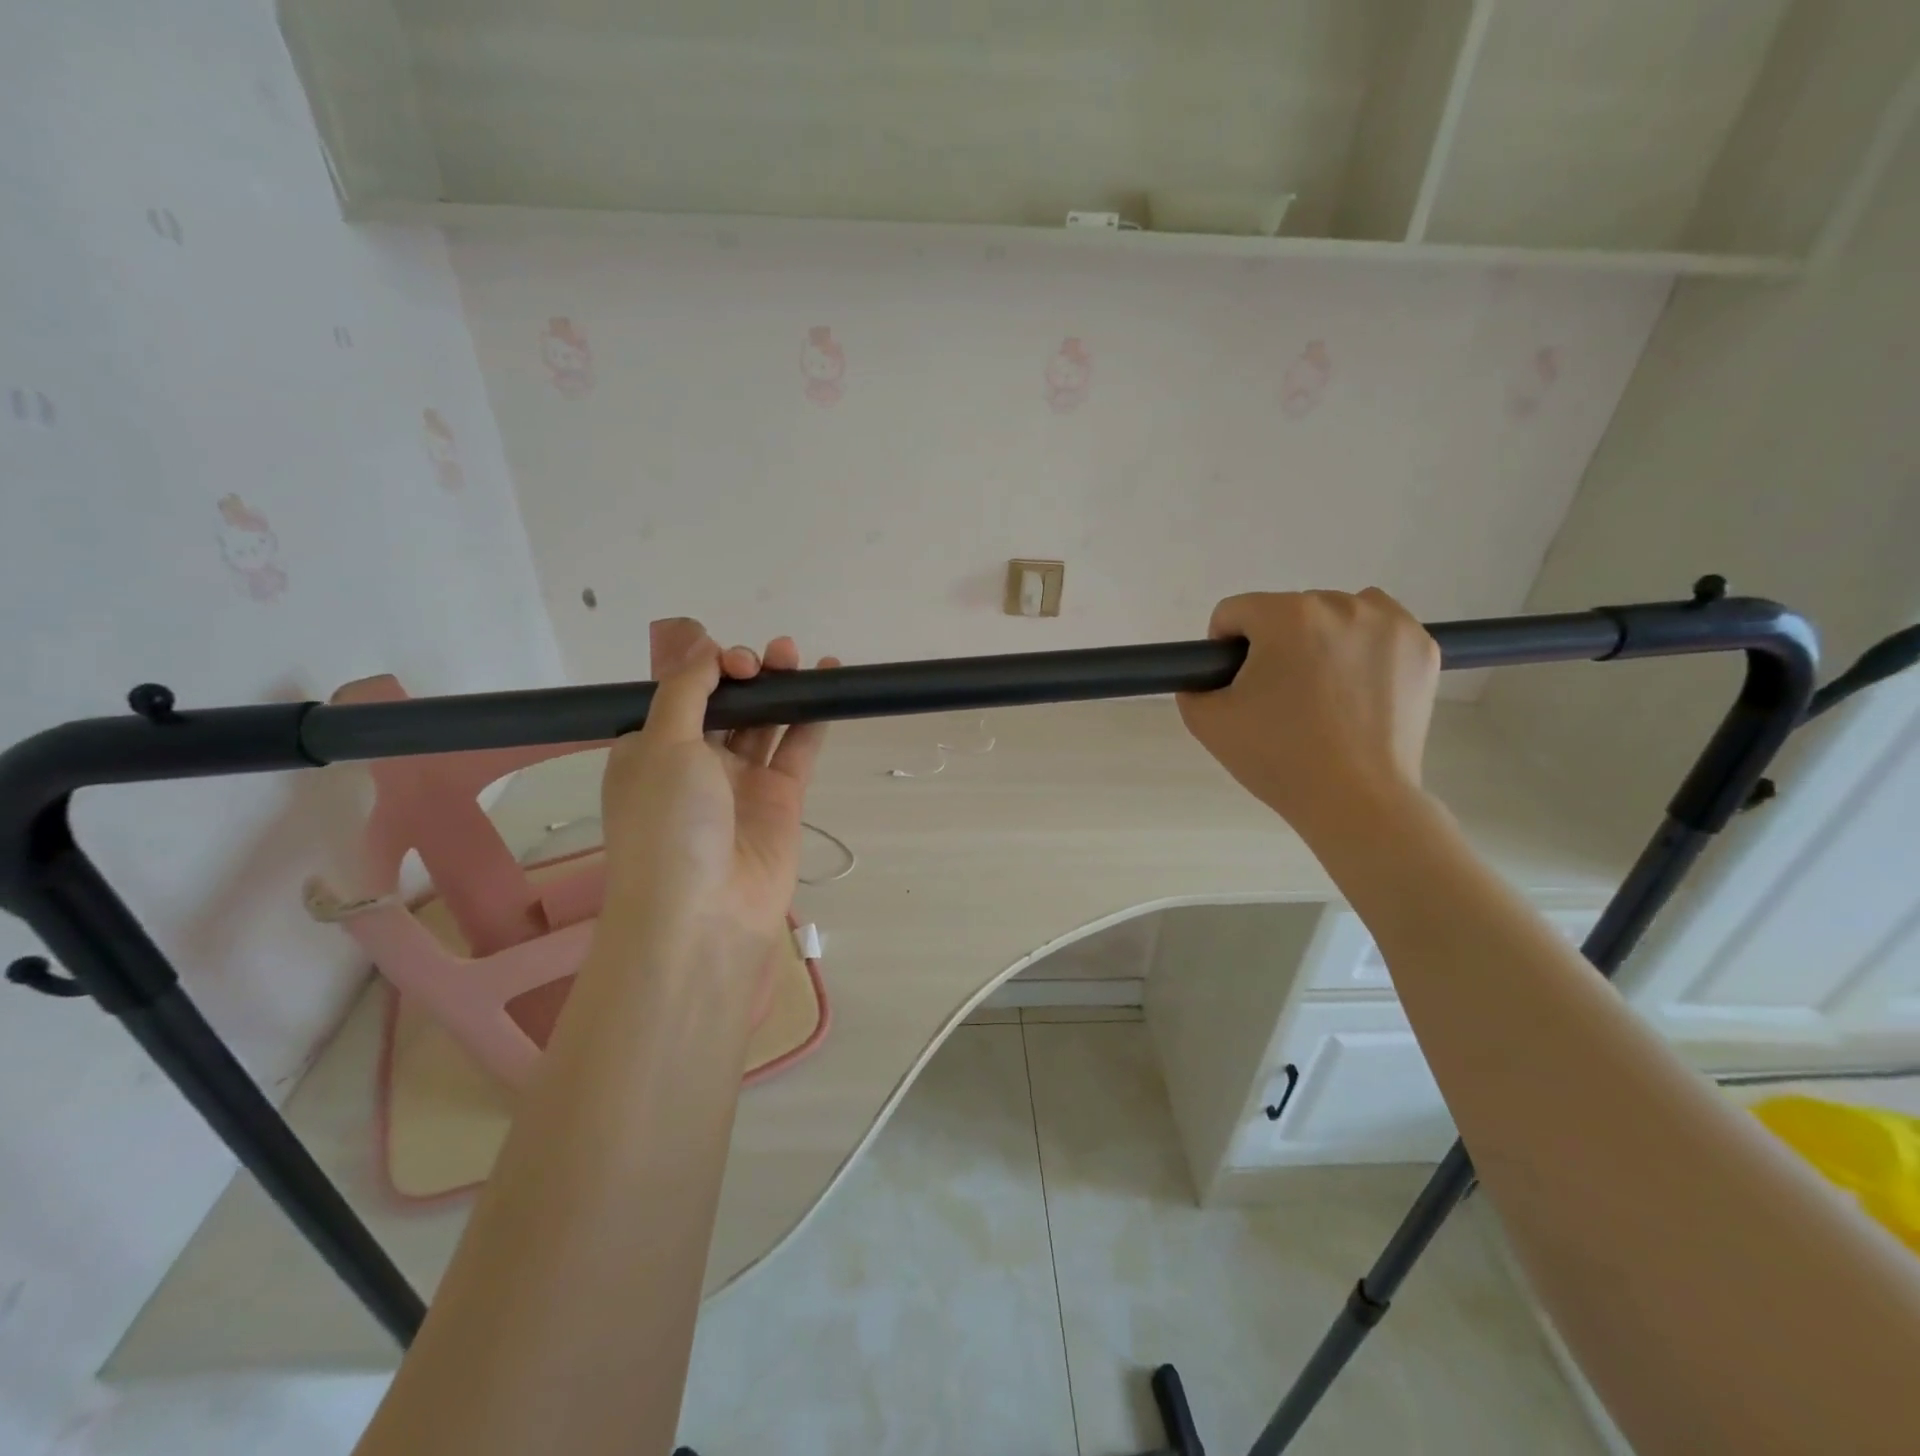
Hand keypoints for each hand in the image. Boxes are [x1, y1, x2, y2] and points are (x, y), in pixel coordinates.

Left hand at [597, 619, 838, 985]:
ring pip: (765, 722)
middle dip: (749, 673)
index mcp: (652, 749)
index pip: (683, 694)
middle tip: (774, 656)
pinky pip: (797, 749)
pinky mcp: (782, 799)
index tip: (734, 663)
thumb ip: (687, 691)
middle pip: (728, 704)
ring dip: (781, 688)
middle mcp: (695, 763)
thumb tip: (703, 648)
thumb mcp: (661, 745)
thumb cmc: (668, 823)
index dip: (709, 668)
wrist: (703, 913)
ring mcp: (741, 782)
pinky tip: (828, 684)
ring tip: (800, 656)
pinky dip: (812, 718)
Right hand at [1177, 589, 1439, 846]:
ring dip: (1319, 640)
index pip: (1234, 612)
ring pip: (1334, 614)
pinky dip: (1362, 646)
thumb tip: (1207, 675)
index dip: (1223, 648)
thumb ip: (1192, 685)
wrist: (1357, 800)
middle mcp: (1340, 605)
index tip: (1236, 685)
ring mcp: (1389, 623)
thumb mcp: (1206, 722)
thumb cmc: (1278, 759)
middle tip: (1279, 699)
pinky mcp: (1422, 646)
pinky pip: (1379, 626)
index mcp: (1286, 617)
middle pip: (1286, 612)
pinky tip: (1356, 685)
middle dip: (1275, 646)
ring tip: (1321, 692)